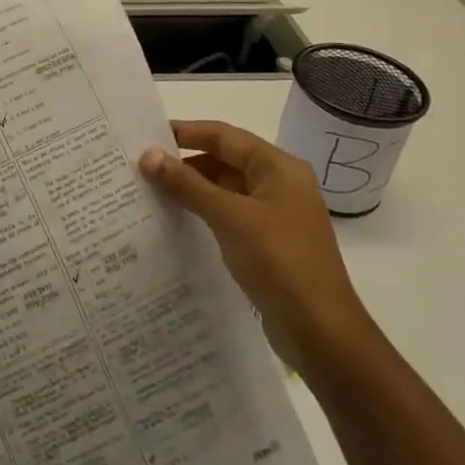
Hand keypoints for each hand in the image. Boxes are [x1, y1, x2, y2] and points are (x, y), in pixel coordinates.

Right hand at [140, 119, 378, 376]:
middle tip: (142, 167)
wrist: (321, 332)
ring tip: (151, 192)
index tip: (147, 136)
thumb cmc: (280, 262)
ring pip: (225, 189)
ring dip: (192, 188)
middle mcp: (279, 184)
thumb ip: (187, 184)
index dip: (186, 132)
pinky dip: (204, 212)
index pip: (225, 136)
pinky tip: (176, 221)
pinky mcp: (268, 242)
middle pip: (225, 160)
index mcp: (279, 168)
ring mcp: (275, 215)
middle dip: (185, 162)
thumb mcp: (229, 217)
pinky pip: (229, 214)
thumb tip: (147, 155)